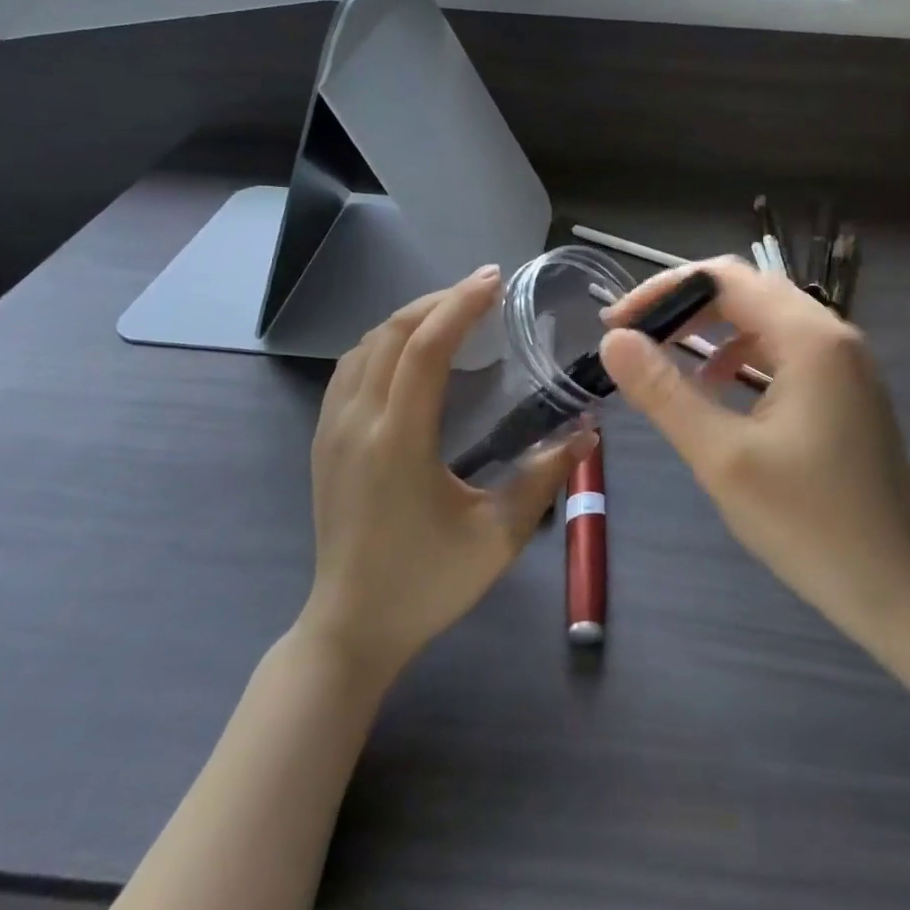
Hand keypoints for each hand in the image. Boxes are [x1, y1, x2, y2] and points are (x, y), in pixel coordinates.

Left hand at [302, 266, 593, 681]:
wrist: (352, 629)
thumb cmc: (428, 584)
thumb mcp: (499, 538)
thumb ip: (543, 479)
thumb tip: (586, 431)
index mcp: (398, 442)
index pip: (424, 349)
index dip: (459, 306)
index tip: (494, 281)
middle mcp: (358, 424)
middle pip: (391, 333)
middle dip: (438, 301)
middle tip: (483, 292)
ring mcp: (332, 430)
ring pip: (364, 346)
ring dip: (409, 318)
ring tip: (452, 314)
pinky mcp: (324, 441)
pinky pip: (350, 369)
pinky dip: (383, 342)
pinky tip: (410, 352)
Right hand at [599, 258, 909, 654]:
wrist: (896, 586)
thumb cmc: (808, 523)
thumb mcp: (721, 457)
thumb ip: (664, 391)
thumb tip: (614, 341)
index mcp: (809, 337)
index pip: (724, 278)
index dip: (663, 290)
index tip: (616, 324)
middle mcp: (832, 333)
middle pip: (746, 289)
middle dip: (685, 306)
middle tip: (634, 337)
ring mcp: (845, 360)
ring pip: (765, 317)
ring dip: (712, 329)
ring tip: (666, 359)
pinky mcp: (846, 387)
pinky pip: (784, 348)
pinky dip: (742, 354)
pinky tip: (718, 389)